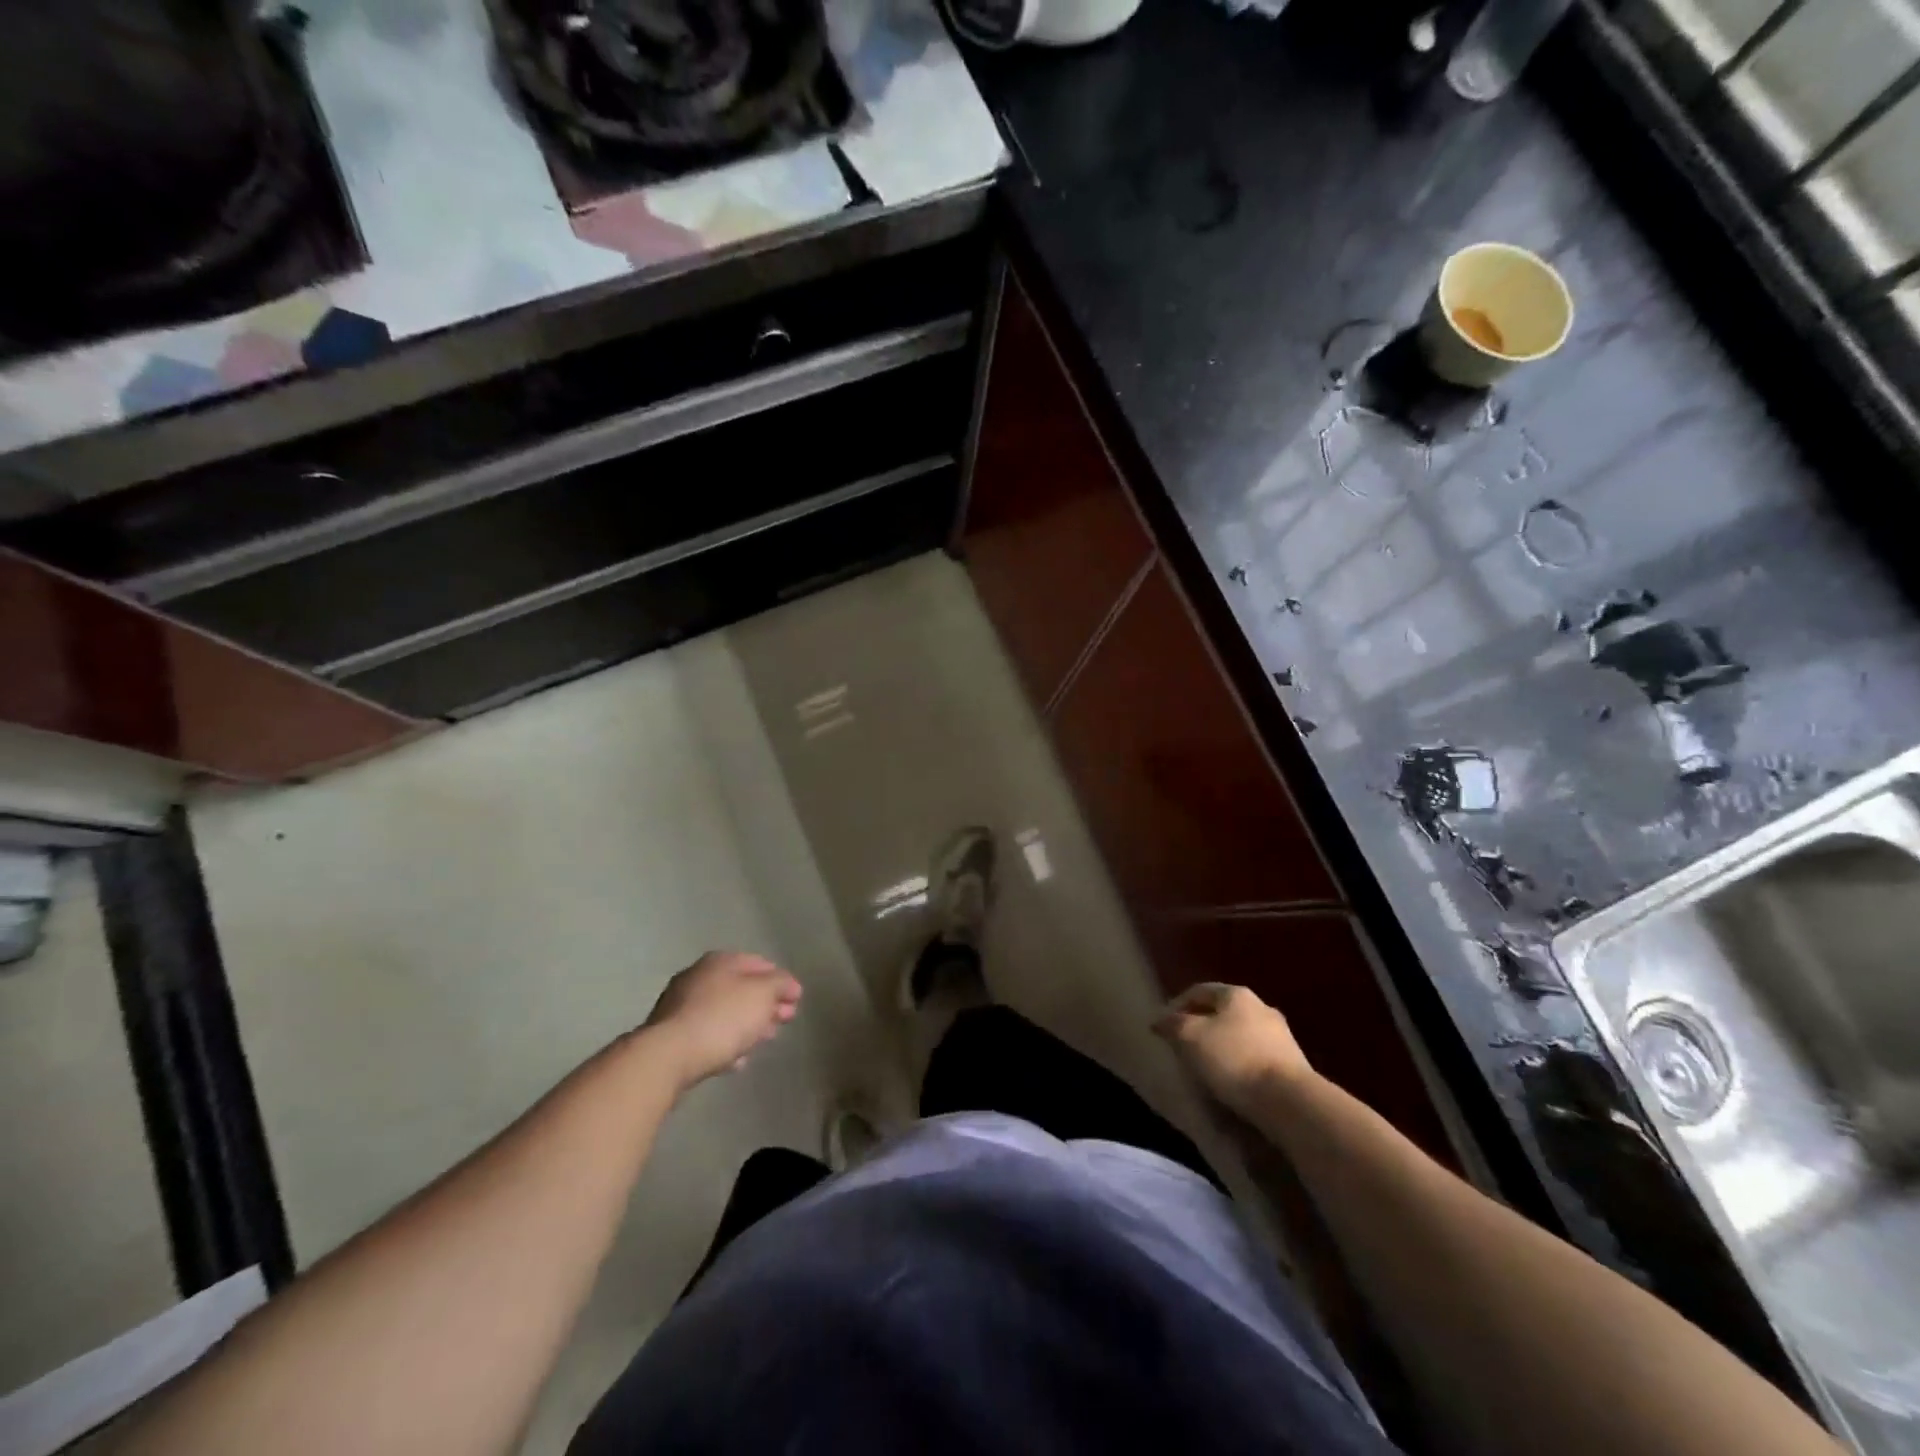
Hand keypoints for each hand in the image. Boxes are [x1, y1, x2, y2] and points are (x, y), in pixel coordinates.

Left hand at [642, 951, 801, 1089]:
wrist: (668, 1056)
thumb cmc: (723, 1017)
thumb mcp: (763, 994)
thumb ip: (780, 984)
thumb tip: (789, 985)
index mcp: (721, 961)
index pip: (760, 964)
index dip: (782, 981)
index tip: (796, 1001)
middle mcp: (699, 977)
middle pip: (741, 988)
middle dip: (765, 1004)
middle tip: (783, 1021)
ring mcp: (681, 1006)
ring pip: (724, 1012)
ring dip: (746, 1024)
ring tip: (762, 1041)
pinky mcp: (671, 1036)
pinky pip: (707, 1034)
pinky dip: (725, 1042)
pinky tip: (737, 1059)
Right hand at [1153, 982, 1314, 1118]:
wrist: (1289, 1101)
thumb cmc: (1234, 1059)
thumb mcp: (1190, 1037)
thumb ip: (1173, 1024)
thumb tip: (1160, 1020)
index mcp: (1236, 994)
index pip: (1199, 990)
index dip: (1176, 1005)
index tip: (1162, 1026)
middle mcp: (1261, 1007)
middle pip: (1221, 1012)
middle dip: (1200, 1025)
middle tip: (1181, 1044)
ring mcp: (1281, 1036)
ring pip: (1239, 1034)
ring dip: (1220, 1046)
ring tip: (1203, 1066)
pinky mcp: (1291, 1065)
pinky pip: (1254, 1057)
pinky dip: (1238, 1064)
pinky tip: (1229, 1081)